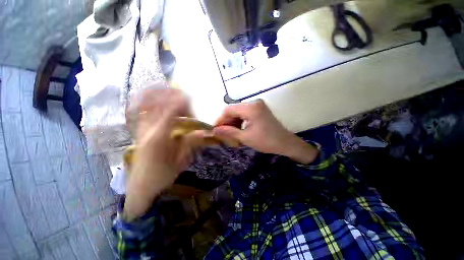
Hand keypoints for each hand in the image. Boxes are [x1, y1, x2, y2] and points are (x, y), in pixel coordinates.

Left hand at [124, 87, 204, 220]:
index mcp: (159, 138)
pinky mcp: (137, 130)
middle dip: (170, 95)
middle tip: (183, 95)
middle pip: (156, 103)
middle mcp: (146, 129)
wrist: (139, 186)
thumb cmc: (162, 176)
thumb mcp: (180, 162)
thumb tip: (204, 131)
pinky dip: (147, 99)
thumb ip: (191, 143)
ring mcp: (139, 128)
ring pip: (145, 103)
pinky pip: (140, 109)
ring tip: (171, 91)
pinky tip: (157, 98)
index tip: (190, 97)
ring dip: (158, 93)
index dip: (180, 101)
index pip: (169, 112)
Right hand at [213, 100, 317, 163]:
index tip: (215, 129)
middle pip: (234, 110)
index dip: (220, 119)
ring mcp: (258, 105)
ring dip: (233, 122)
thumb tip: (214, 130)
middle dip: (227, 121)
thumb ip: (228, 132)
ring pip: (239, 112)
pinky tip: (239, 130)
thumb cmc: (266, 141)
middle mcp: (254, 102)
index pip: (228, 110)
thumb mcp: (245, 137)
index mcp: (251, 108)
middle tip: (222, 133)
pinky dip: (240, 121)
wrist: (285, 143)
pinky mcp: (260, 110)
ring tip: (230, 133)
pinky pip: (245, 113)